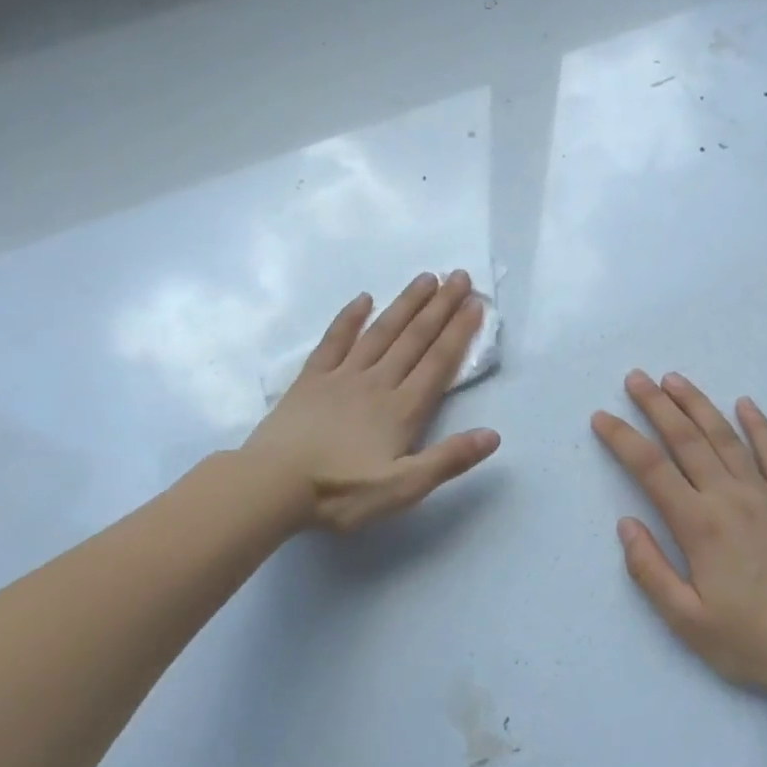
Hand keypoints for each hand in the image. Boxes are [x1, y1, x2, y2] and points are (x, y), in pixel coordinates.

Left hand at [244, 271, 500, 533]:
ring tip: (425, 278)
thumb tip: (493, 435)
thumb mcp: (403, 488)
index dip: (459, 331)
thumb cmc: (341, 491)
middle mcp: (377, 382)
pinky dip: (349, 318)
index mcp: (402, 409)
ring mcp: (342, 376)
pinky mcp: (311, 379)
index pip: (438, 362)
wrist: (273, 485)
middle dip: (440, 306)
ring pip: (381, 332)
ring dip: (405, 303)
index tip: (475, 302)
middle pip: (414, 338)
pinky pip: (334, 340)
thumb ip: (448, 460)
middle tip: (459, 275)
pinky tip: (363, 299)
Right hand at [591, 371, 766, 690]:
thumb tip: (626, 524)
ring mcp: (765, 496)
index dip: (623, 438)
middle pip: (686, 439)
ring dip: (698, 405)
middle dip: (656, 405)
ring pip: (726, 438)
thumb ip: (650, 569)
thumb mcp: (685, 619)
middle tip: (635, 377)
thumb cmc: (749, 640)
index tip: (602, 416)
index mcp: (698, 525)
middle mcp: (729, 498)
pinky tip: (746, 404)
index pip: (651, 468)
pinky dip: (760, 427)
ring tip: (675, 379)